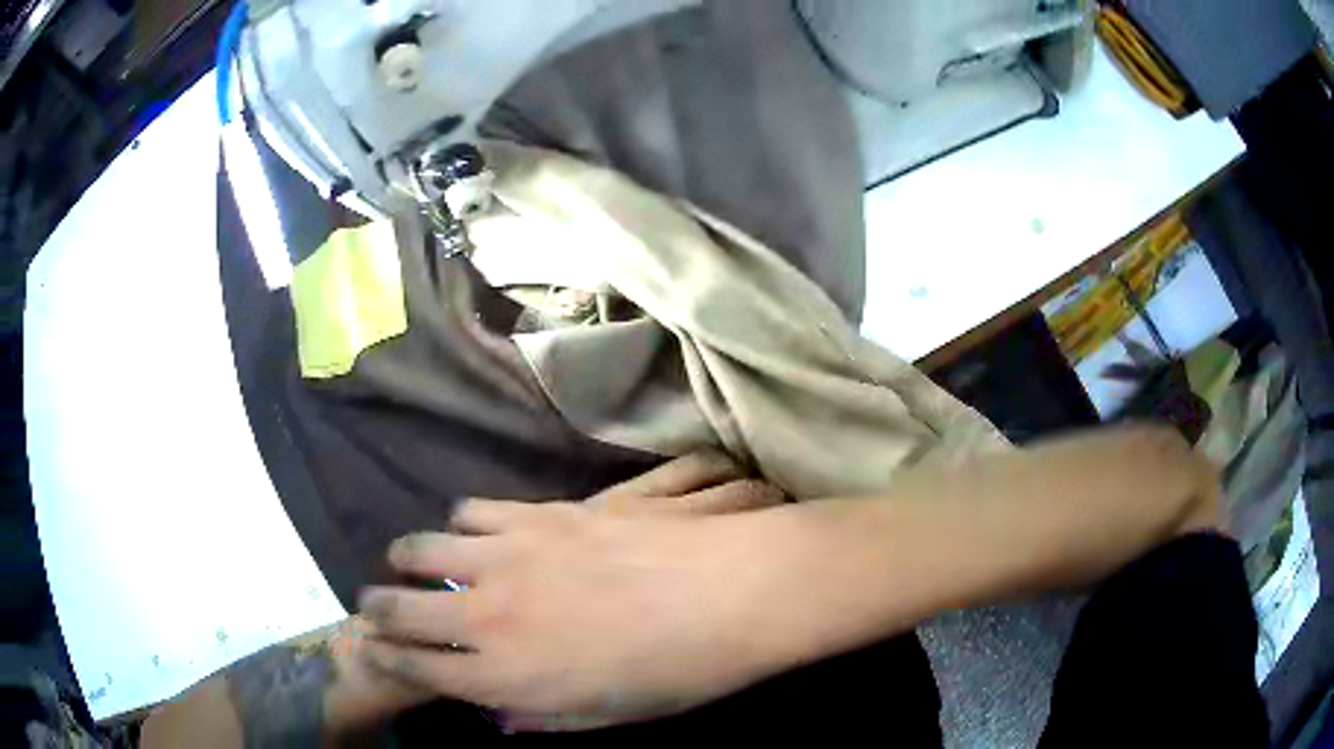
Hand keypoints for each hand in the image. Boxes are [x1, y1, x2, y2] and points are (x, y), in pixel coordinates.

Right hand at [357, 453, 793, 731]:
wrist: (730, 595)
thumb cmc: (676, 675)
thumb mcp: (605, 718)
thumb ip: (539, 717)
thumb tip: (499, 710)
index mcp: (506, 677)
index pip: (417, 669)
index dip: (385, 660)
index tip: (372, 651)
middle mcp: (489, 616)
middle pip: (400, 607)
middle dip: (376, 609)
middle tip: (371, 606)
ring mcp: (509, 557)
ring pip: (424, 549)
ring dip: (409, 559)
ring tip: (410, 561)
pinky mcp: (537, 514)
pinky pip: (475, 511)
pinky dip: (463, 526)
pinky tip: (475, 532)